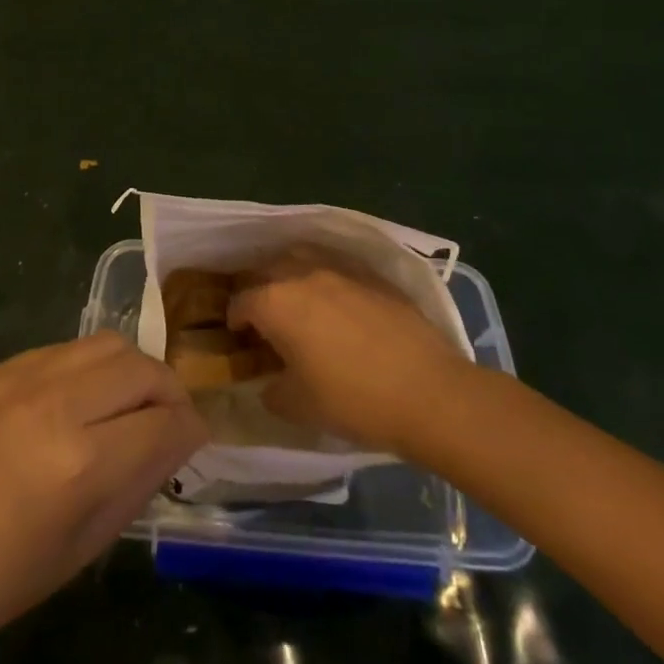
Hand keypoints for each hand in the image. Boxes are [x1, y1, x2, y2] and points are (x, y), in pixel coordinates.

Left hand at [0, 333, 206, 658]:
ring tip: (126, 404)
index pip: (166, 422)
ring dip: (132, 371)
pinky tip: (79, 400)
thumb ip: (142, 478)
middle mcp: (57, 404)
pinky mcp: (1, 367)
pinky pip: (67, 349)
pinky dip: (90, 368)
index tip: (193, 441)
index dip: (191, 431)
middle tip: (166, 421)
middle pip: (143, 368)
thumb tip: (179, 437)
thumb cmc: (7, 576)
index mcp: (81, 462)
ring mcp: (24, 377)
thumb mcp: (90, 542)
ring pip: (108, 344)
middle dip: (169, 393)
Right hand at [229, 245, 474, 456]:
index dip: (235, 320)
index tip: (239, 337)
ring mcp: (341, 270)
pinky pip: (337, 265)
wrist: (428, 392)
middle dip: (258, 288)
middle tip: (264, 315)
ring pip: (302, 256)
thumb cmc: (354, 400)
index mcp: (276, 303)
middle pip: (267, 269)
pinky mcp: (373, 275)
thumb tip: (269, 382)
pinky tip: (336, 300)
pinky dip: (326, 276)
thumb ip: (272, 390)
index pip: (241, 302)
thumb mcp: (298, 407)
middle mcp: (303, 274)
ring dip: (290, 272)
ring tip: (296, 297)